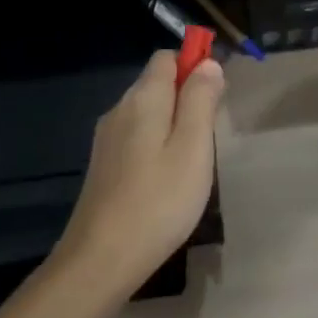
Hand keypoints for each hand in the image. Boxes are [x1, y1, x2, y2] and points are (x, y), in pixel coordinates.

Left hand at [56, 50, 224, 298]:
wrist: (100, 260)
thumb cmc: (158, 201)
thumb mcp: (193, 147)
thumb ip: (201, 100)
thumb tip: (208, 63)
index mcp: (142, 98)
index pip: (166, 58)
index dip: (194, 65)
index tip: (217, 95)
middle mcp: (120, 109)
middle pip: (157, 84)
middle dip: (187, 96)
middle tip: (210, 136)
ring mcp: (107, 138)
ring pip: (148, 112)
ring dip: (174, 123)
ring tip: (193, 161)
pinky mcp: (104, 165)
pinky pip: (137, 136)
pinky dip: (157, 143)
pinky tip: (167, 178)